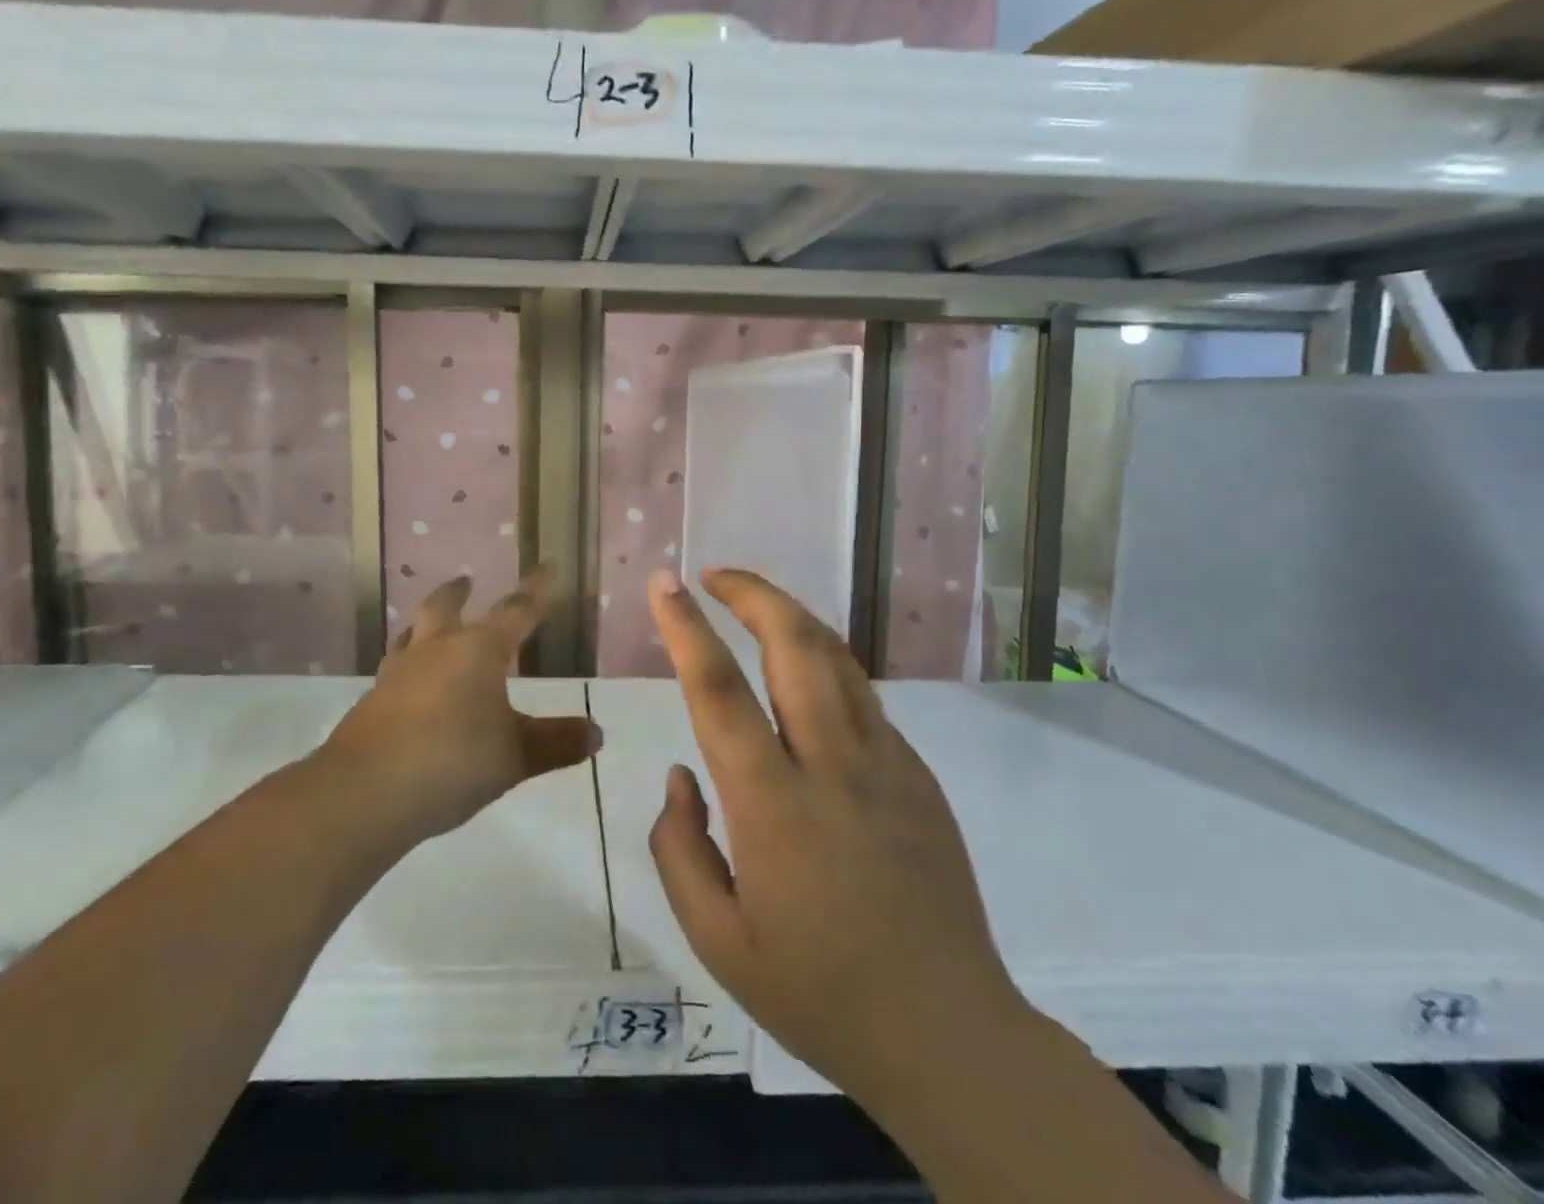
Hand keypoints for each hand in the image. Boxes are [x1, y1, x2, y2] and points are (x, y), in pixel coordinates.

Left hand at [323, 571, 600, 844]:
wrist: (366, 791)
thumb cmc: (453, 761)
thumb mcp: (516, 756)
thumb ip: (556, 742)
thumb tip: (596, 733)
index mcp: (478, 651)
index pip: (515, 611)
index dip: (535, 591)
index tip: (546, 568)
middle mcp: (435, 650)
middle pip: (444, 607)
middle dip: (458, 593)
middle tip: (465, 582)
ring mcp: (397, 673)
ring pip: (411, 634)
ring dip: (424, 624)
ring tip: (429, 626)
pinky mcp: (372, 700)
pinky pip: (394, 669)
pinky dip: (407, 665)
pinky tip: (409, 685)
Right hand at [646, 568, 1028, 1109]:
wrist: (949, 1037)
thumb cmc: (819, 994)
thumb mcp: (718, 942)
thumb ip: (680, 849)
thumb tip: (681, 775)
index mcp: (774, 808)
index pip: (719, 692)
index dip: (686, 629)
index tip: (664, 584)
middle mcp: (833, 767)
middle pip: (795, 646)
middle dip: (751, 593)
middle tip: (713, 576)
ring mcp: (886, 764)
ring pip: (836, 659)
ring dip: (789, 616)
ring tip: (752, 604)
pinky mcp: (918, 774)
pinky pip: (861, 697)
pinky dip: (821, 663)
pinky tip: (799, 677)